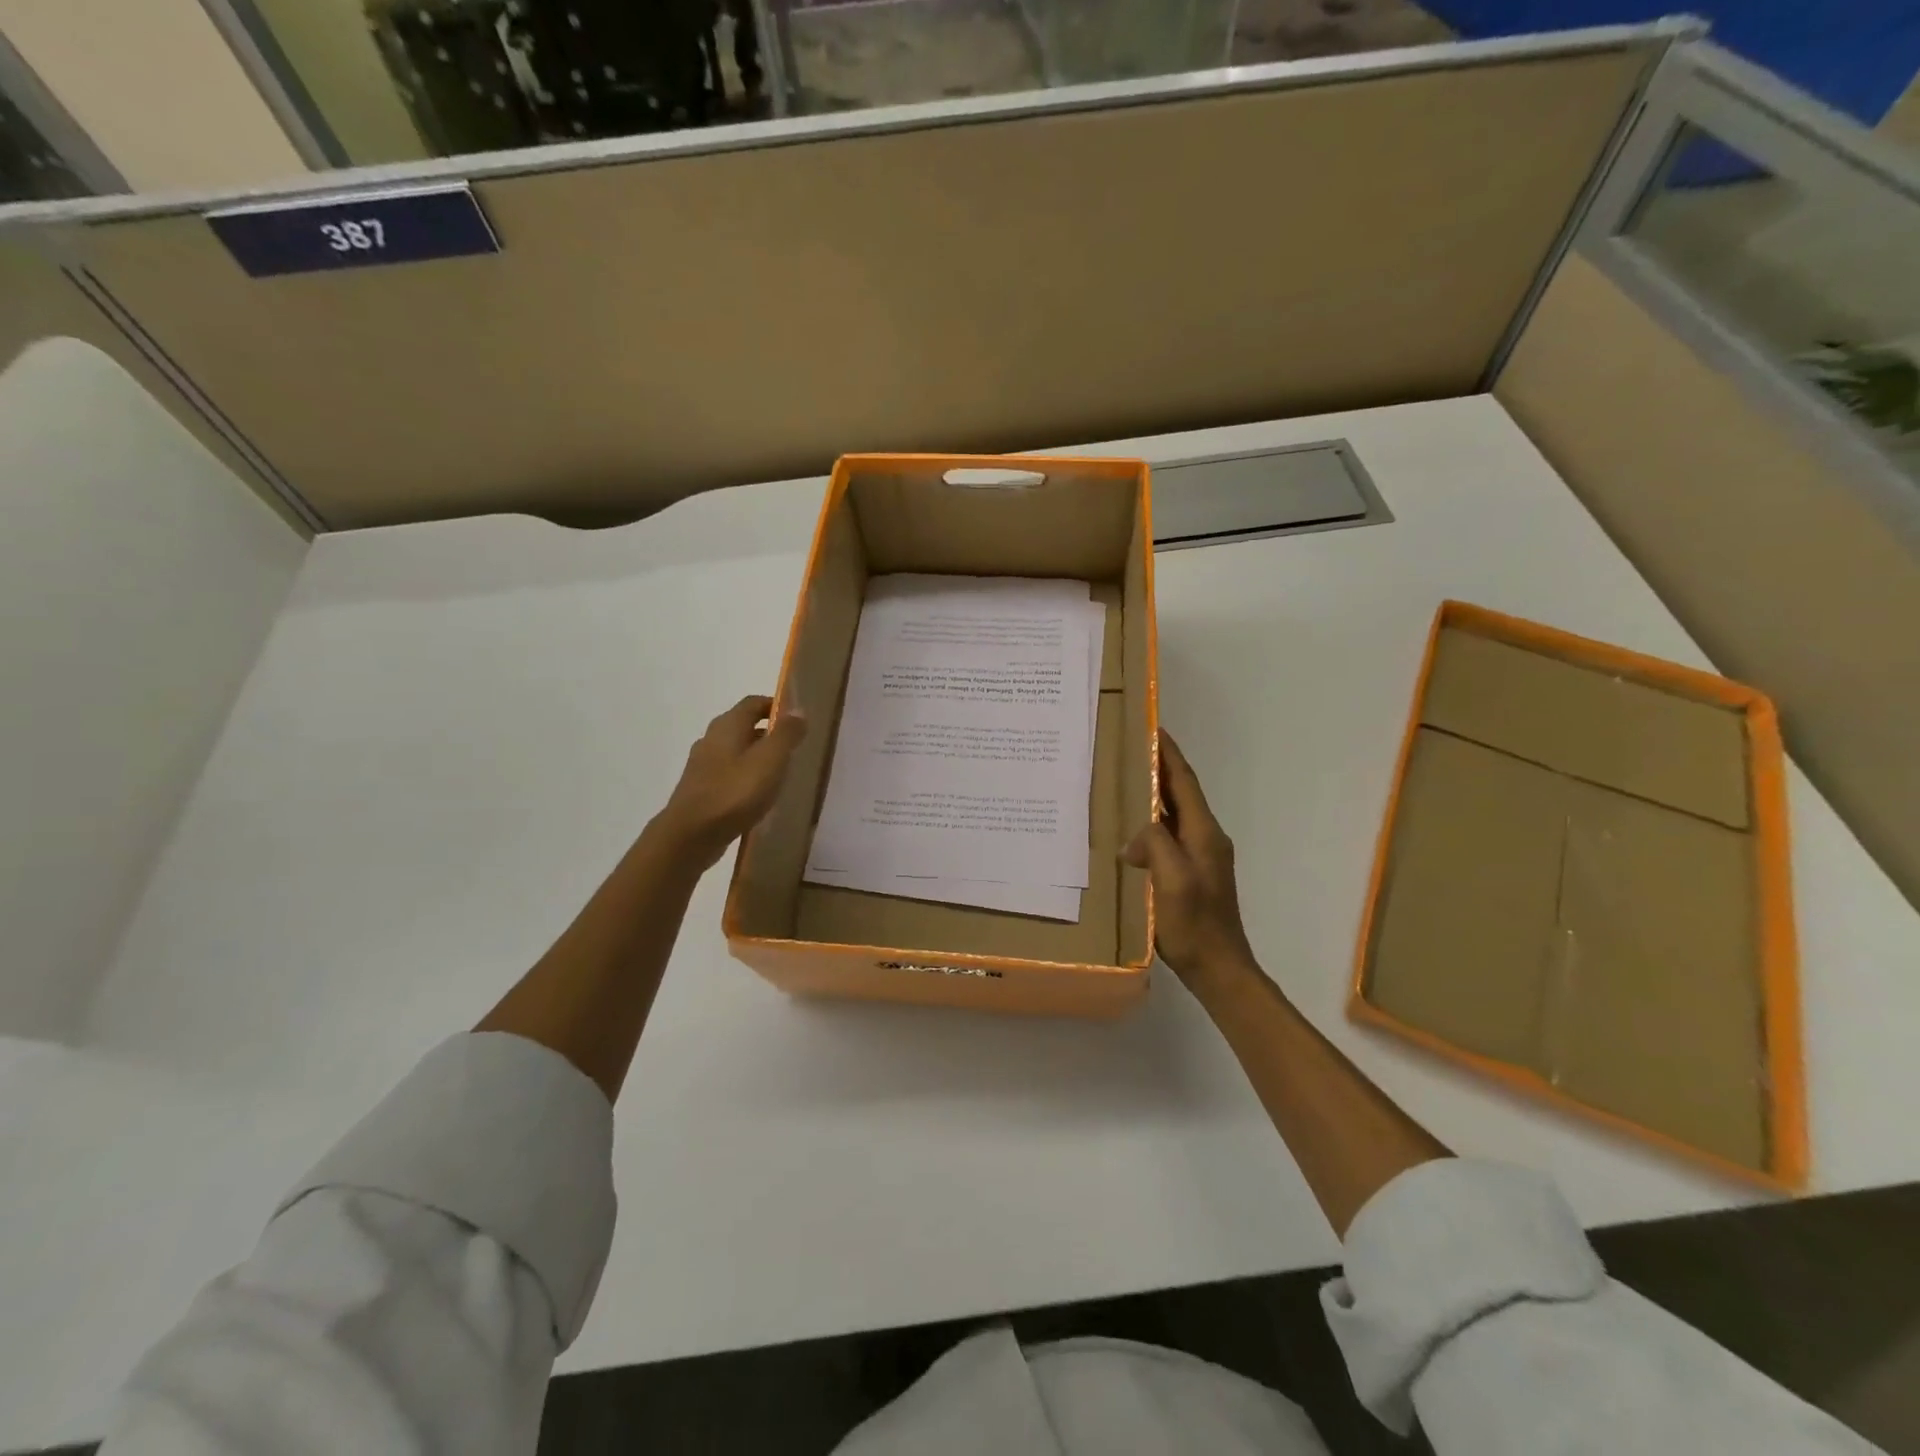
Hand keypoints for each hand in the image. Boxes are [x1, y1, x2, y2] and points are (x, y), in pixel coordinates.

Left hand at [656, 695, 806, 867]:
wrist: (690, 836)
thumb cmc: (734, 793)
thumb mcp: (770, 760)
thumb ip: (786, 734)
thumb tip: (798, 710)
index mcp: (727, 725)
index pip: (753, 703)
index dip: (775, 706)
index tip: (797, 719)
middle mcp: (711, 739)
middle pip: (743, 726)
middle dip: (769, 733)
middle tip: (794, 747)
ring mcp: (703, 765)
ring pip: (735, 751)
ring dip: (757, 757)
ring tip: (780, 773)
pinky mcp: (700, 789)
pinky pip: (728, 774)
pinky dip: (745, 777)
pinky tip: (758, 795)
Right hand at [1124, 731, 1260, 993]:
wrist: (1219, 969)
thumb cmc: (1195, 925)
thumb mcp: (1172, 881)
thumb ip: (1156, 844)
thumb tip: (1135, 838)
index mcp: (1204, 833)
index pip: (1184, 781)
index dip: (1169, 754)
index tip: (1152, 727)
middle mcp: (1205, 838)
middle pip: (1180, 793)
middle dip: (1158, 768)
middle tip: (1128, 748)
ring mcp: (1200, 857)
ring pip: (1173, 815)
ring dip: (1152, 795)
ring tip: (1123, 782)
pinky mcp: (1190, 874)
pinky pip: (1168, 837)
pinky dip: (1150, 824)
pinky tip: (1129, 831)